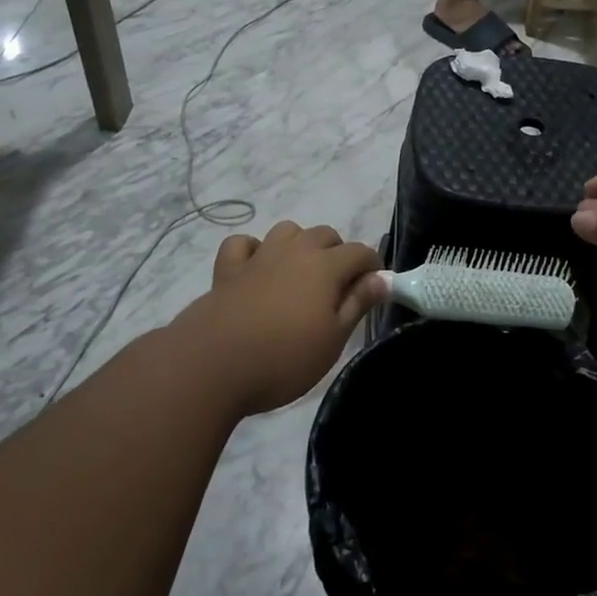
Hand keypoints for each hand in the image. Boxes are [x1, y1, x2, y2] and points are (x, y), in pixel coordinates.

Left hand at [176, 223, 384, 415]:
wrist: (213, 365)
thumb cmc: (284, 357)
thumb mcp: (333, 339)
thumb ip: (358, 304)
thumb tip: (383, 278)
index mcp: (325, 266)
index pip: (359, 252)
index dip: (372, 266)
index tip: (374, 287)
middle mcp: (294, 251)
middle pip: (325, 234)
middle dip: (338, 252)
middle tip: (338, 286)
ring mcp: (258, 256)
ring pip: (286, 231)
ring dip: (299, 244)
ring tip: (300, 273)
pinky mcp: (227, 270)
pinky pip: (243, 244)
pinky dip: (253, 250)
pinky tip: (256, 269)